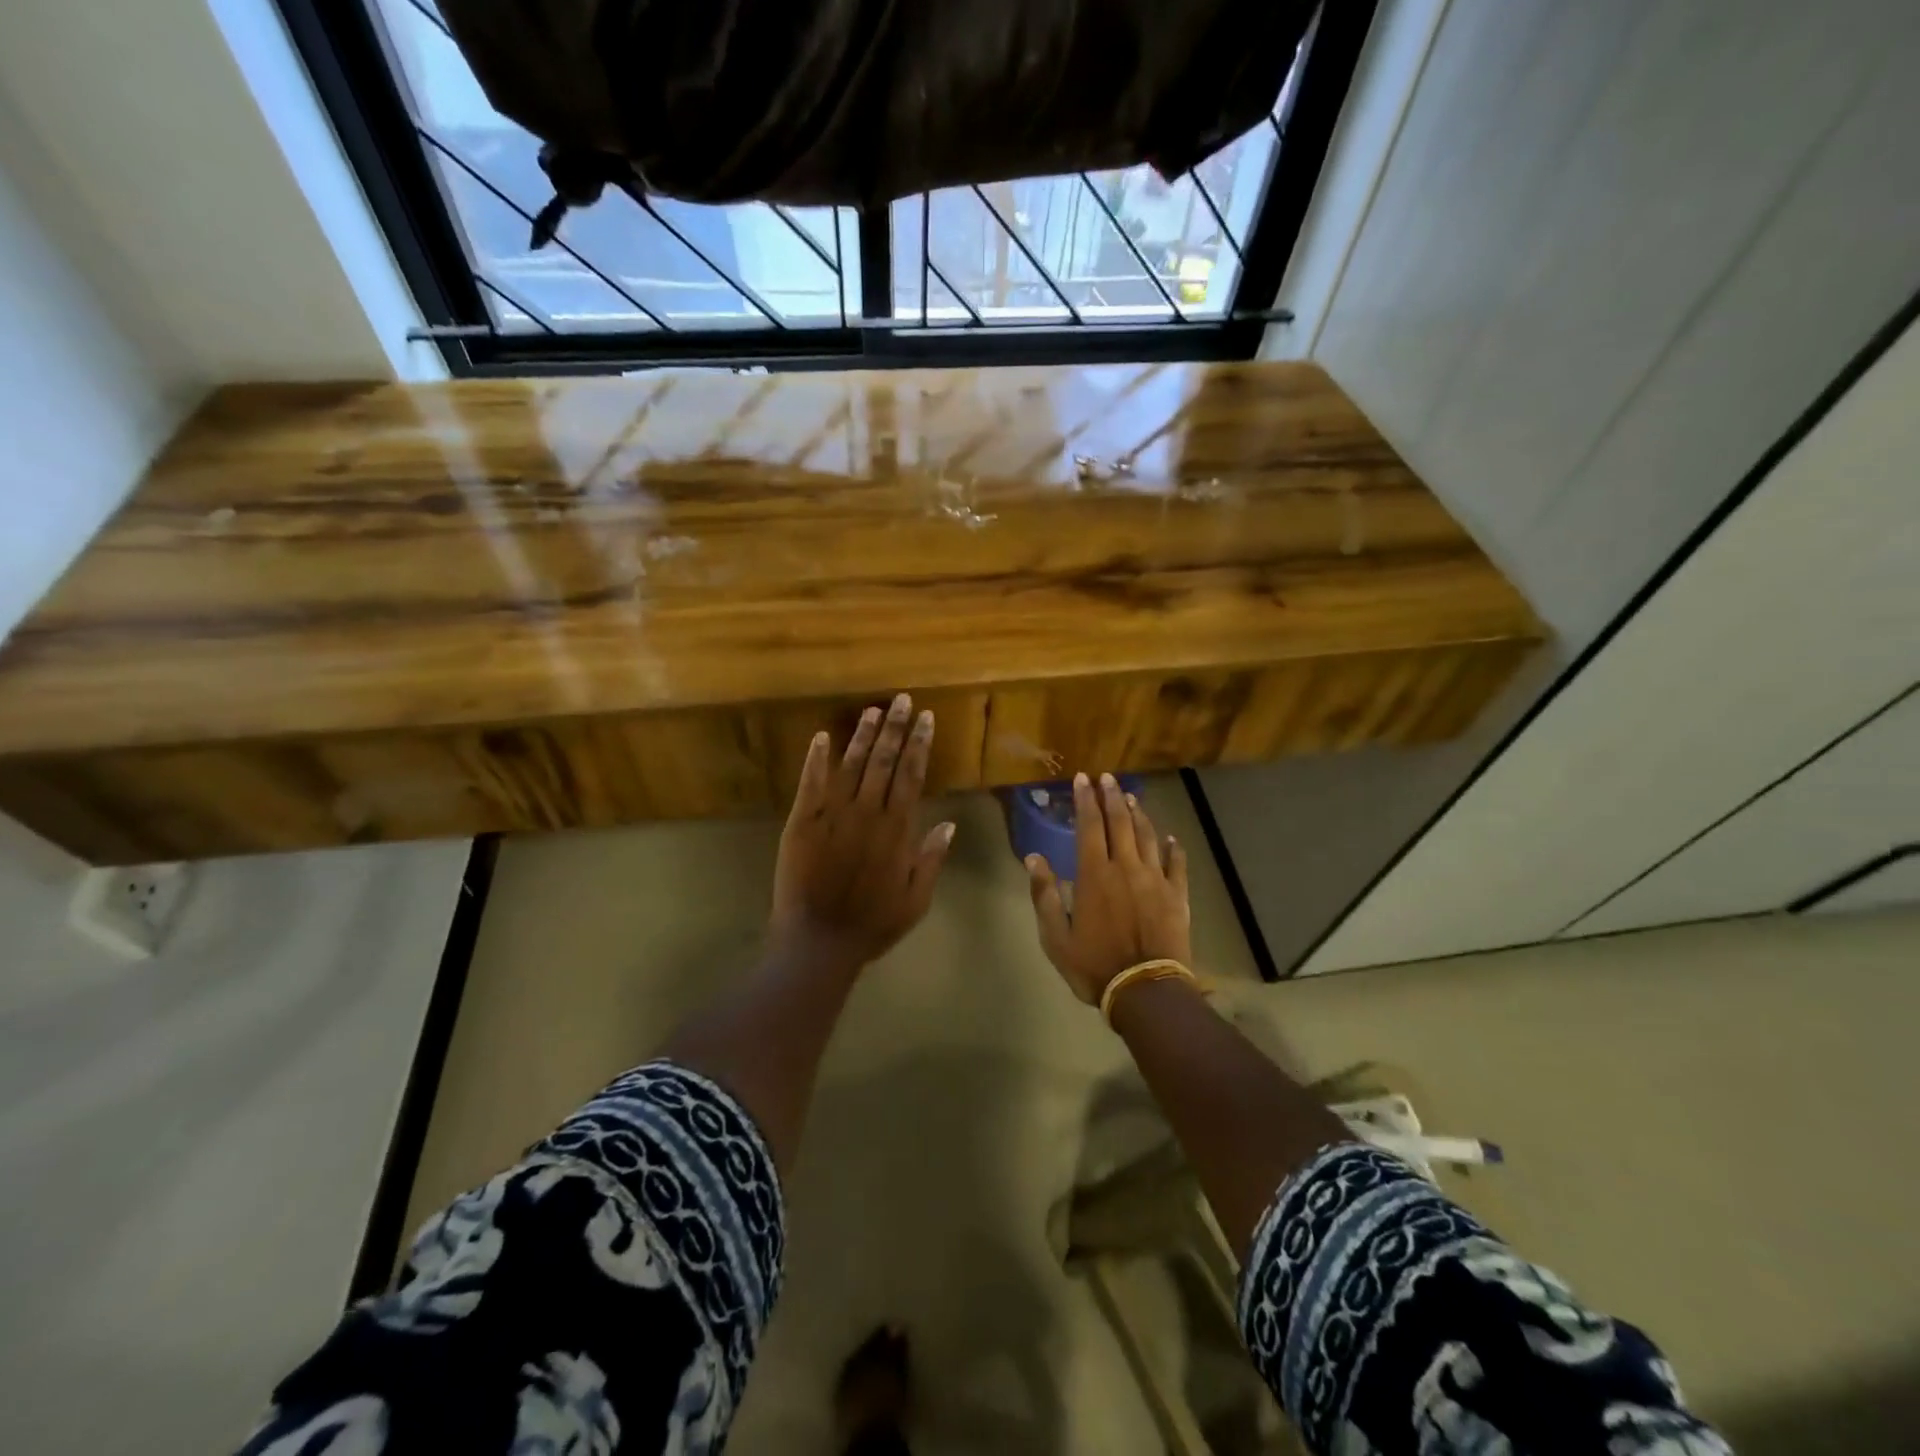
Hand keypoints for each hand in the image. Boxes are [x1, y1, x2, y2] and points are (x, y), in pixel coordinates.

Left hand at [771, 693, 955, 973]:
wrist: (819, 942)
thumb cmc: (872, 923)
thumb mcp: (916, 899)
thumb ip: (931, 859)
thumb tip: (948, 823)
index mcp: (896, 829)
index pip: (911, 776)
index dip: (919, 744)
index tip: (926, 718)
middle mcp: (867, 813)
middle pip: (884, 762)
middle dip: (895, 728)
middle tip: (902, 700)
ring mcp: (832, 815)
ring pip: (851, 766)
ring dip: (863, 736)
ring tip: (873, 710)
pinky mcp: (802, 823)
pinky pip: (810, 785)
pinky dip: (816, 760)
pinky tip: (822, 736)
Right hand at [1026, 772, 1190, 1003]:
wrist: (1146, 991)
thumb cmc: (1094, 966)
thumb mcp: (1056, 937)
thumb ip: (1045, 895)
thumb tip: (1034, 858)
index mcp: (1094, 875)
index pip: (1089, 826)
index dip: (1085, 800)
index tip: (1082, 779)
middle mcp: (1126, 868)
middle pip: (1120, 823)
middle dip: (1111, 796)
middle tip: (1107, 777)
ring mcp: (1155, 880)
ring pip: (1148, 836)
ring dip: (1138, 814)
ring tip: (1130, 797)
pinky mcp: (1177, 896)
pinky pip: (1176, 864)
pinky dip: (1173, 847)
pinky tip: (1170, 837)